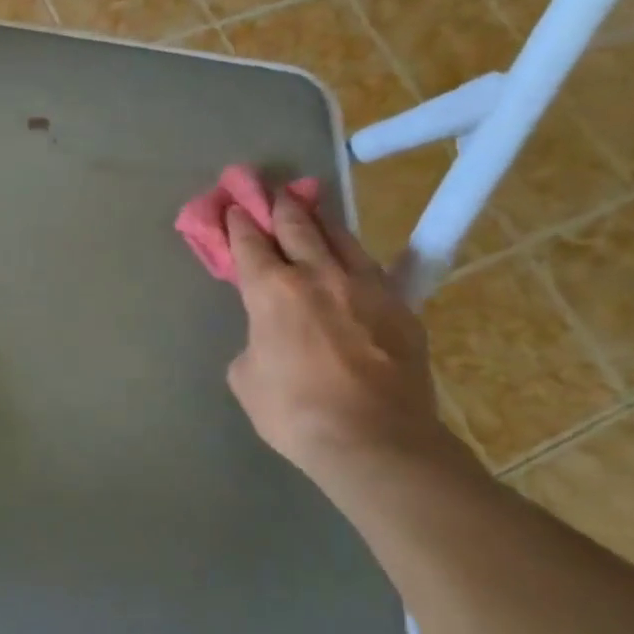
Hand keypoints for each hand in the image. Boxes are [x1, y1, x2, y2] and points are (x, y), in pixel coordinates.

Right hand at [224, 189, 472, 485]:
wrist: (376, 441)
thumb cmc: (295, 411)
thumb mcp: (246, 378)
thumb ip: (254, 343)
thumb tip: (267, 337)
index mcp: (272, 290)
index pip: (250, 241)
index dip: (238, 222)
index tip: (233, 207)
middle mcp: (317, 274)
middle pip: (297, 225)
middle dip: (280, 205)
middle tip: (273, 191)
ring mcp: (364, 287)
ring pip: (340, 236)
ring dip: (320, 220)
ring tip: (312, 209)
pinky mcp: (399, 306)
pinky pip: (371, 267)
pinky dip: (352, 255)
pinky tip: (351, 257)